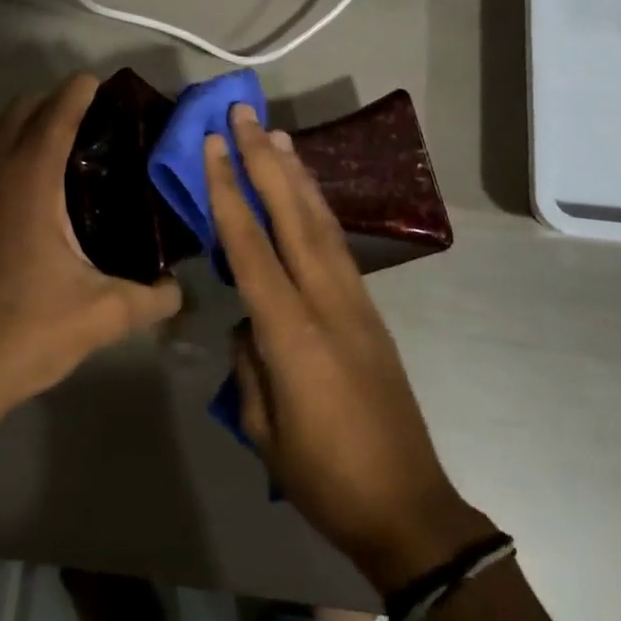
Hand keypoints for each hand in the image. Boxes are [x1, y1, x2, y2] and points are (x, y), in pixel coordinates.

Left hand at [0, 73, 182, 433]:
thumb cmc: (27, 333)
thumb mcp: (104, 315)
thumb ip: (153, 297)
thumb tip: (180, 289)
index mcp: (28, 184)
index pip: (54, 116)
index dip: (77, 92)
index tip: (101, 82)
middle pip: (17, 112)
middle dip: (52, 101)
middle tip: (92, 118)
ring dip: (24, 126)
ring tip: (63, 146)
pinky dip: (5, 153)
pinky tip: (29, 189)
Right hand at [207, 105, 495, 590]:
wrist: (406, 505)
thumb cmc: (323, 477)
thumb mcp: (262, 427)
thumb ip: (249, 363)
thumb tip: (248, 323)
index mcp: (291, 331)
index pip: (249, 245)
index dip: (228, 191)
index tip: (214, 146)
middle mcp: (326, 300)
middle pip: (291, 215)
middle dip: (264, 160)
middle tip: (245, 115)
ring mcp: (354, 301)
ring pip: (320, 222)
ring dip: (296, 174)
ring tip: (277, 135)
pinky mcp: (369, 310)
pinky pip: (336, 245)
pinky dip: (317, 209)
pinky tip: (306, 193)